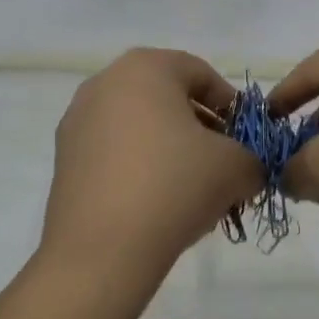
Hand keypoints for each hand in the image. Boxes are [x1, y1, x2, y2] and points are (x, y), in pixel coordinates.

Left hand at [38, 49, 259, 284]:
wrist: (102, 251)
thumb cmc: (174, 186)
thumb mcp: (236, 167)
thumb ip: (253, 158)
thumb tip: (247, 168)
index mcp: (145, 67)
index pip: (201, 74)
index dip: (230, 106)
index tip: (245, 140)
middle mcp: (105, 83)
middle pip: (168, 99)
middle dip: (201, 129)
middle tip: (224, 165)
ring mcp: (78, 121)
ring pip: (141, 127)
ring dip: (171, 150)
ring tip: (194, 190)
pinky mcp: (64, 160)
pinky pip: (115, 152)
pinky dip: (141, 168)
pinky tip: (159, 204)